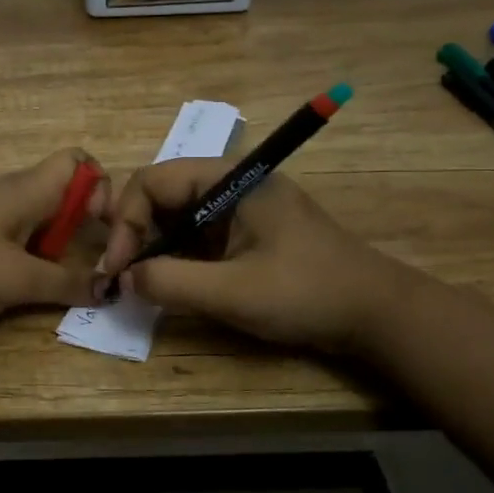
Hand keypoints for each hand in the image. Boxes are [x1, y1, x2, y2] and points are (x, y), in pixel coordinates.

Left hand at [0, 150, 111, 325]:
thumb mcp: (18, 280)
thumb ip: (66, 283)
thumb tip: (109, 287)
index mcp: (26, 190)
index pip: (78, 161)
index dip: (100, 189)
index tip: (101, 231)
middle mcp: (8, 193)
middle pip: (61, 192)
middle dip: (81, 224)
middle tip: (85, 263)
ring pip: (36, 218)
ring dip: (54, 245)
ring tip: (55, 280)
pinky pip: (11, 237)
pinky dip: (26, 256)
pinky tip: (18, 285)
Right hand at [98, 158, 392, 352]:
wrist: (375, 313)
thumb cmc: (306, 293)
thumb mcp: (232, 291)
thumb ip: (171, 282)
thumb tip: (124, 279)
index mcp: (229, 179)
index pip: (152, 181)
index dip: (125, 222)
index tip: (117, 268)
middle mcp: (229, 185)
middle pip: (160, 196)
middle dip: (134, 234)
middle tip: (123, 278)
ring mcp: (238, 209)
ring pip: (175, 218)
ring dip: (152, 248)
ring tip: (139, 285)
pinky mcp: (245, 233)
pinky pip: (196, 237)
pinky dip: (175, 258)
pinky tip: (167, 285)